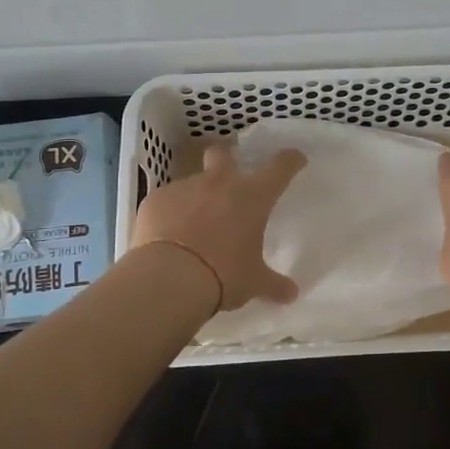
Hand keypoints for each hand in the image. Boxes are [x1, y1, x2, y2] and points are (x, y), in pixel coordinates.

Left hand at [131, 141, 306, 313]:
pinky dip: (170, 213)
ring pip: (192, 181)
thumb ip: (273, 285)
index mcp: (252, 197)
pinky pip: (166, 200)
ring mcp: (184, 188)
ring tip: (193, 224)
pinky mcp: (155, 200)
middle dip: (226, 159)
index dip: (290, 160)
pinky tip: (168, 235)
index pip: (280, 168)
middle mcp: (219, 184)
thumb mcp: (254, 282)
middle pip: (223, 154)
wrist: (169, 278)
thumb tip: (292, 294)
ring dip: (196, 196)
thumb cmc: (223, 275)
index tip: (294, 159)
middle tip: (228, 178)